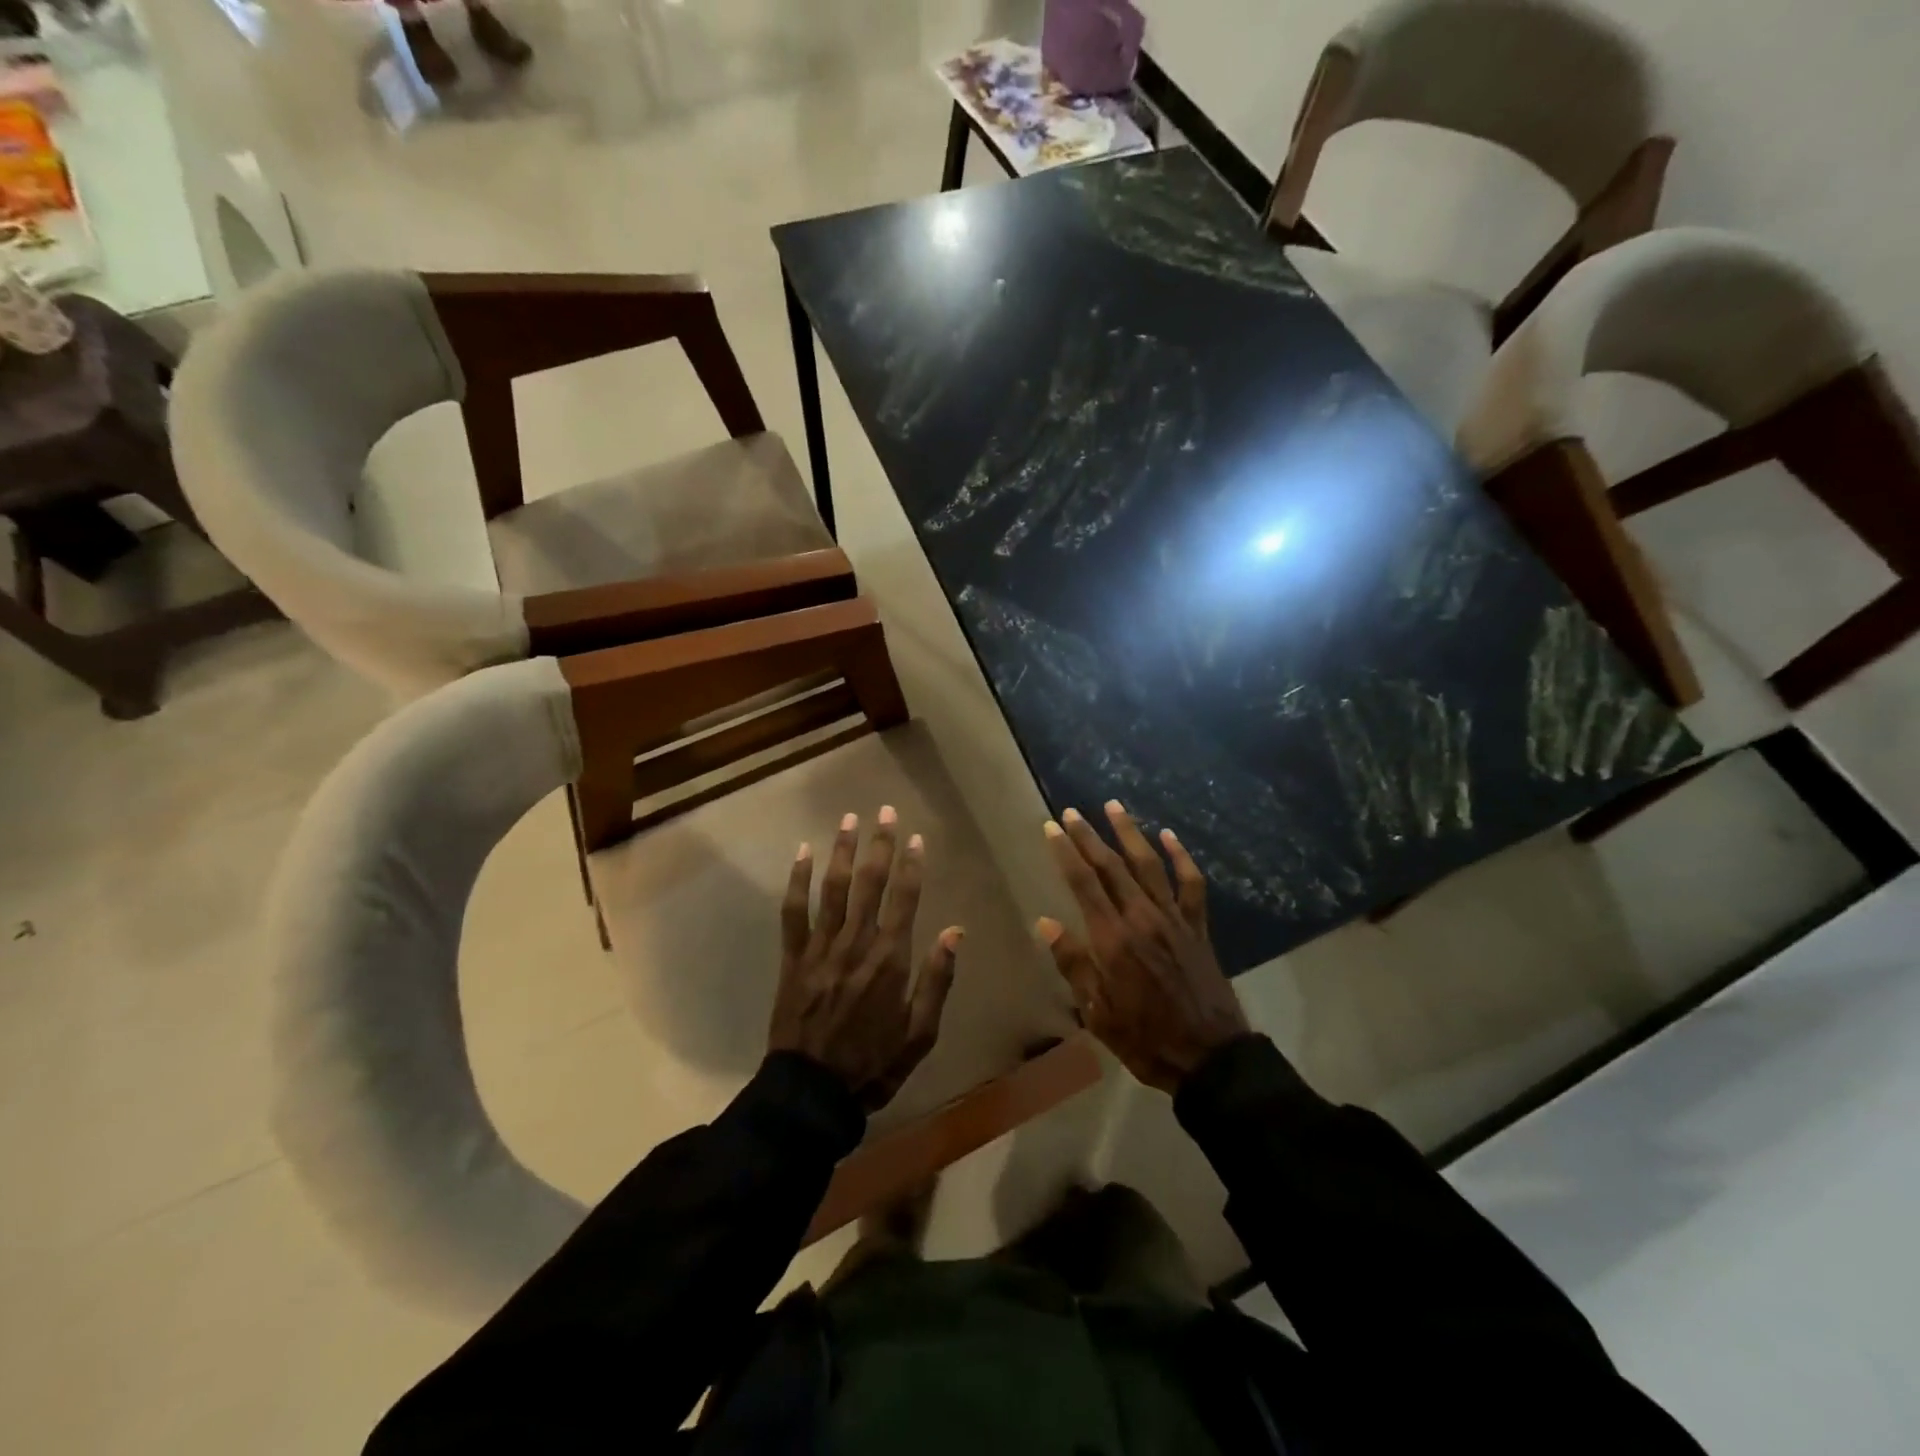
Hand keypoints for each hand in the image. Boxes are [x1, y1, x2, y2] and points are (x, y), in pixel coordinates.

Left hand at [769, 807, 962, 1110]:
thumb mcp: (921, 1032)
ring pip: (833, 889)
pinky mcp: (793, 958)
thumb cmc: (873, 1064)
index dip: (912, 865)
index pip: (905, 900)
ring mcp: (821, 948)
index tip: (916, 838)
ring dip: (842, 851)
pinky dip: (798, 880)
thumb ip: (938, 979)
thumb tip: (954, 931)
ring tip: (848, 819)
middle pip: (870, 884)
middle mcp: (856, 944)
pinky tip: (802, 853)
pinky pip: (794, 911)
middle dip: (879, 844)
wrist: (812, 1092)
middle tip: (884, 810)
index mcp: (891, 960)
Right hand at [1037, 802, 1248, 1094]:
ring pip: (1149, 864)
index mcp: (1113, 939)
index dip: (1065, 852)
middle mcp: (1142, 918)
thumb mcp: (1097, 1012)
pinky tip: (1169, 835)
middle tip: (1072, 812)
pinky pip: (1190, 883)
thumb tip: (1046, 923)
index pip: (1083, 883)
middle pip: (1111, 866)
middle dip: (1089, 836)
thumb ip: (1073, 964)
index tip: (1052, 827)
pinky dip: (1181, 857)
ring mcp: (1173, 919)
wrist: (1209, 1056)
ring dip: (1130, 833)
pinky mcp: (1197, 926)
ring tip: (1113, 806)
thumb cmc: (1145, 1038)